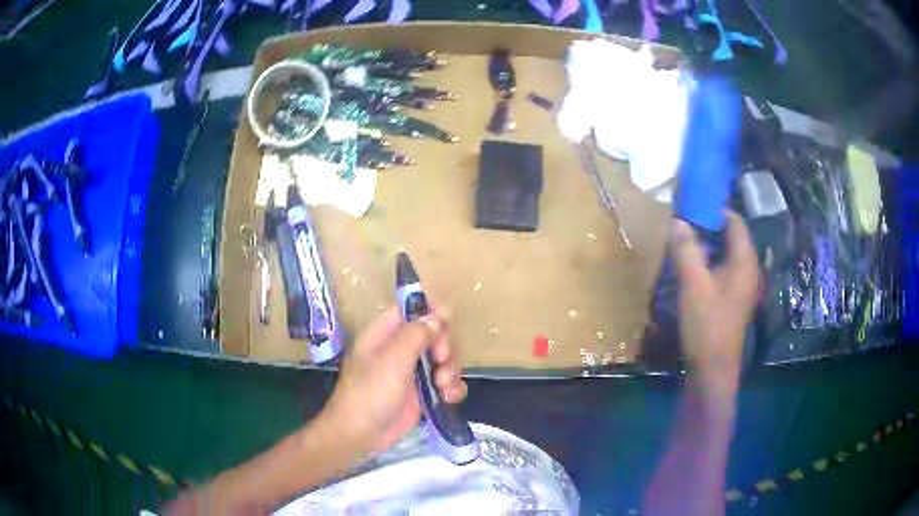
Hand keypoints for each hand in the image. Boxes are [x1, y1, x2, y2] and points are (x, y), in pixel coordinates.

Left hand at [324, 306, 466, 455]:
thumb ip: (416, 335)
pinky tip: (449, 398)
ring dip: (451, 370)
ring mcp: (413, 372)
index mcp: (386, 334)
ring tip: (444, 387)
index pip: (411, 310)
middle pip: (435, 334)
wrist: (360, 435)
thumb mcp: (392, 360)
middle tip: (442, 361)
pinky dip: (452, 388)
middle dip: (445, 346)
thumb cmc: (370, 393)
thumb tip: (438, 315)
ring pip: (444, 359)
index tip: (446, 325)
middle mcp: (400, 349)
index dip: (431, 313)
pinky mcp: (423, 394)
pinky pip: (446, 383)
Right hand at [672, 211, 758, 395]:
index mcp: (744, 262)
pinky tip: (691, 269)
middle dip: (708, 227)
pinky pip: (722, 270)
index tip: (691, 205)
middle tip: (683, 223)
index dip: (715, 210)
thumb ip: (686, 250)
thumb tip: (677, 221)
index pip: (735, 222)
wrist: (712, 370)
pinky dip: (708, 263)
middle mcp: (748, 270)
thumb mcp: (693, 285)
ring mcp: (741, 286)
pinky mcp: (733, 299)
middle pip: (731, 237)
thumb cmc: (707, 325)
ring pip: (726, 254)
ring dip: (707, 246)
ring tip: (683, 243)